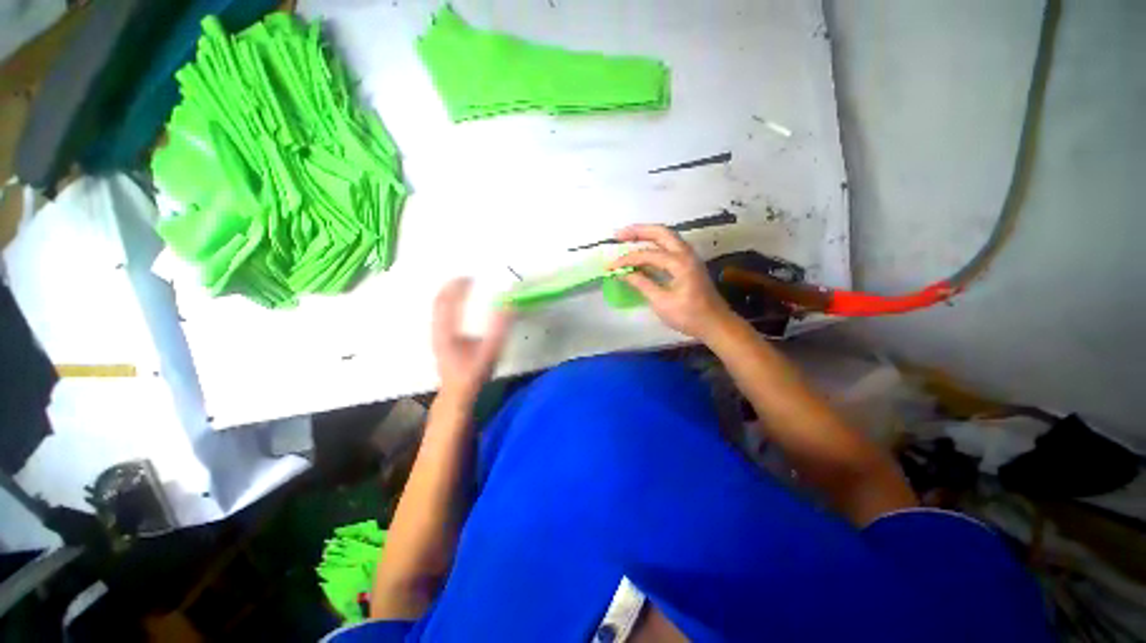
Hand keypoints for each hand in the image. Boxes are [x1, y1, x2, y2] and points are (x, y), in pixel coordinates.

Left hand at [432, 278, 512, 403]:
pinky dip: (450, 305)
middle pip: (439, 301)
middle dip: (452, 287)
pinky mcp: (440, 340)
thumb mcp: (489, 352)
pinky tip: (462, 307)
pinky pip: (442, 315)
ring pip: (438, 308)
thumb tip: (508, 306)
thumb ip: (499, 329)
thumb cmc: (473, 374)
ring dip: (450, 295)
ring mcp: (436, 335)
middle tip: (468, 278)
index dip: (457, 286)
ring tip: (465, 288)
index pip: (447, 301)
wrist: (457, 394)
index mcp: (446, 331)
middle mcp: (437, 330)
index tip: (470, 276)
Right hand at [608, 224, 736, 341]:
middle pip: (660, 232)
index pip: (647, 254)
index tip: (611, 266)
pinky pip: (669, 247)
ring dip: (647, 235)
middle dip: (638, 231)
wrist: (715, 324)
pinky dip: (654, 245)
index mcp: (679, 263)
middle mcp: (686, 253)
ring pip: (666, 237)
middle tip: (618, 235)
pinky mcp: (689, 263)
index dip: (627, 259)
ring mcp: (689, 257)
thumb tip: (623, 273)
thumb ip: (642, 284)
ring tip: (627, 238)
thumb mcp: (661, 302)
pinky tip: (643, 251)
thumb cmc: (689, 316)